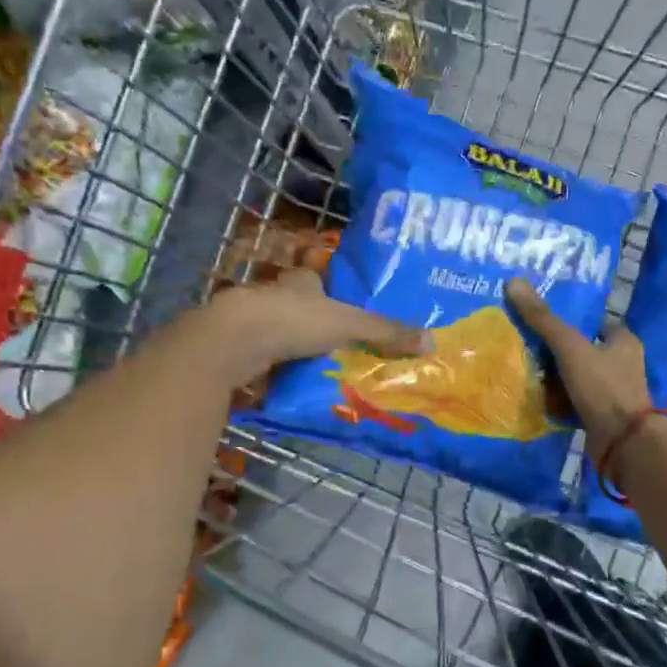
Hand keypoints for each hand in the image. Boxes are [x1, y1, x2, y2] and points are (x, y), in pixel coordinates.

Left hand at [200, 270, 426, 387]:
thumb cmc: (294, 320)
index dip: (324, 291)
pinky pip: (260, 360)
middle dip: (310, 324)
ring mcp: (251, 323)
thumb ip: (386, 332)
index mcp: (300, 284)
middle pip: (295, 307)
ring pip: (275, 334)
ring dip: (290, 349)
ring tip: (316, 371)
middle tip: (333, 347)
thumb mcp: (350, 325)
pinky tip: (286, 386)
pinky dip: (272, 371)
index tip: (339, 310)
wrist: (234, 340)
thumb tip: (432, 341)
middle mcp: (273, 297)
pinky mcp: (236, 349)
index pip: (313, 281)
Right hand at [504, 278, 653, 459]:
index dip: (569, 321)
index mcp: (623, 341)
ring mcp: (612, 392)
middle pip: (583, 350)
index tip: (540, 321)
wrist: (623, 443)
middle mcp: (622, 364)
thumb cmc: (603, 387)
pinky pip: (574, 401)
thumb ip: (543, 319)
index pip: (594, 323)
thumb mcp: (570, 347)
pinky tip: (535, 397)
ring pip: (576, 377)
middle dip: (557, 350)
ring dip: (555, 376)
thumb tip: (513, 282)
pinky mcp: (601, 415)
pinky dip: (558, 400)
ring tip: (523, 369)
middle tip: (525, 345)